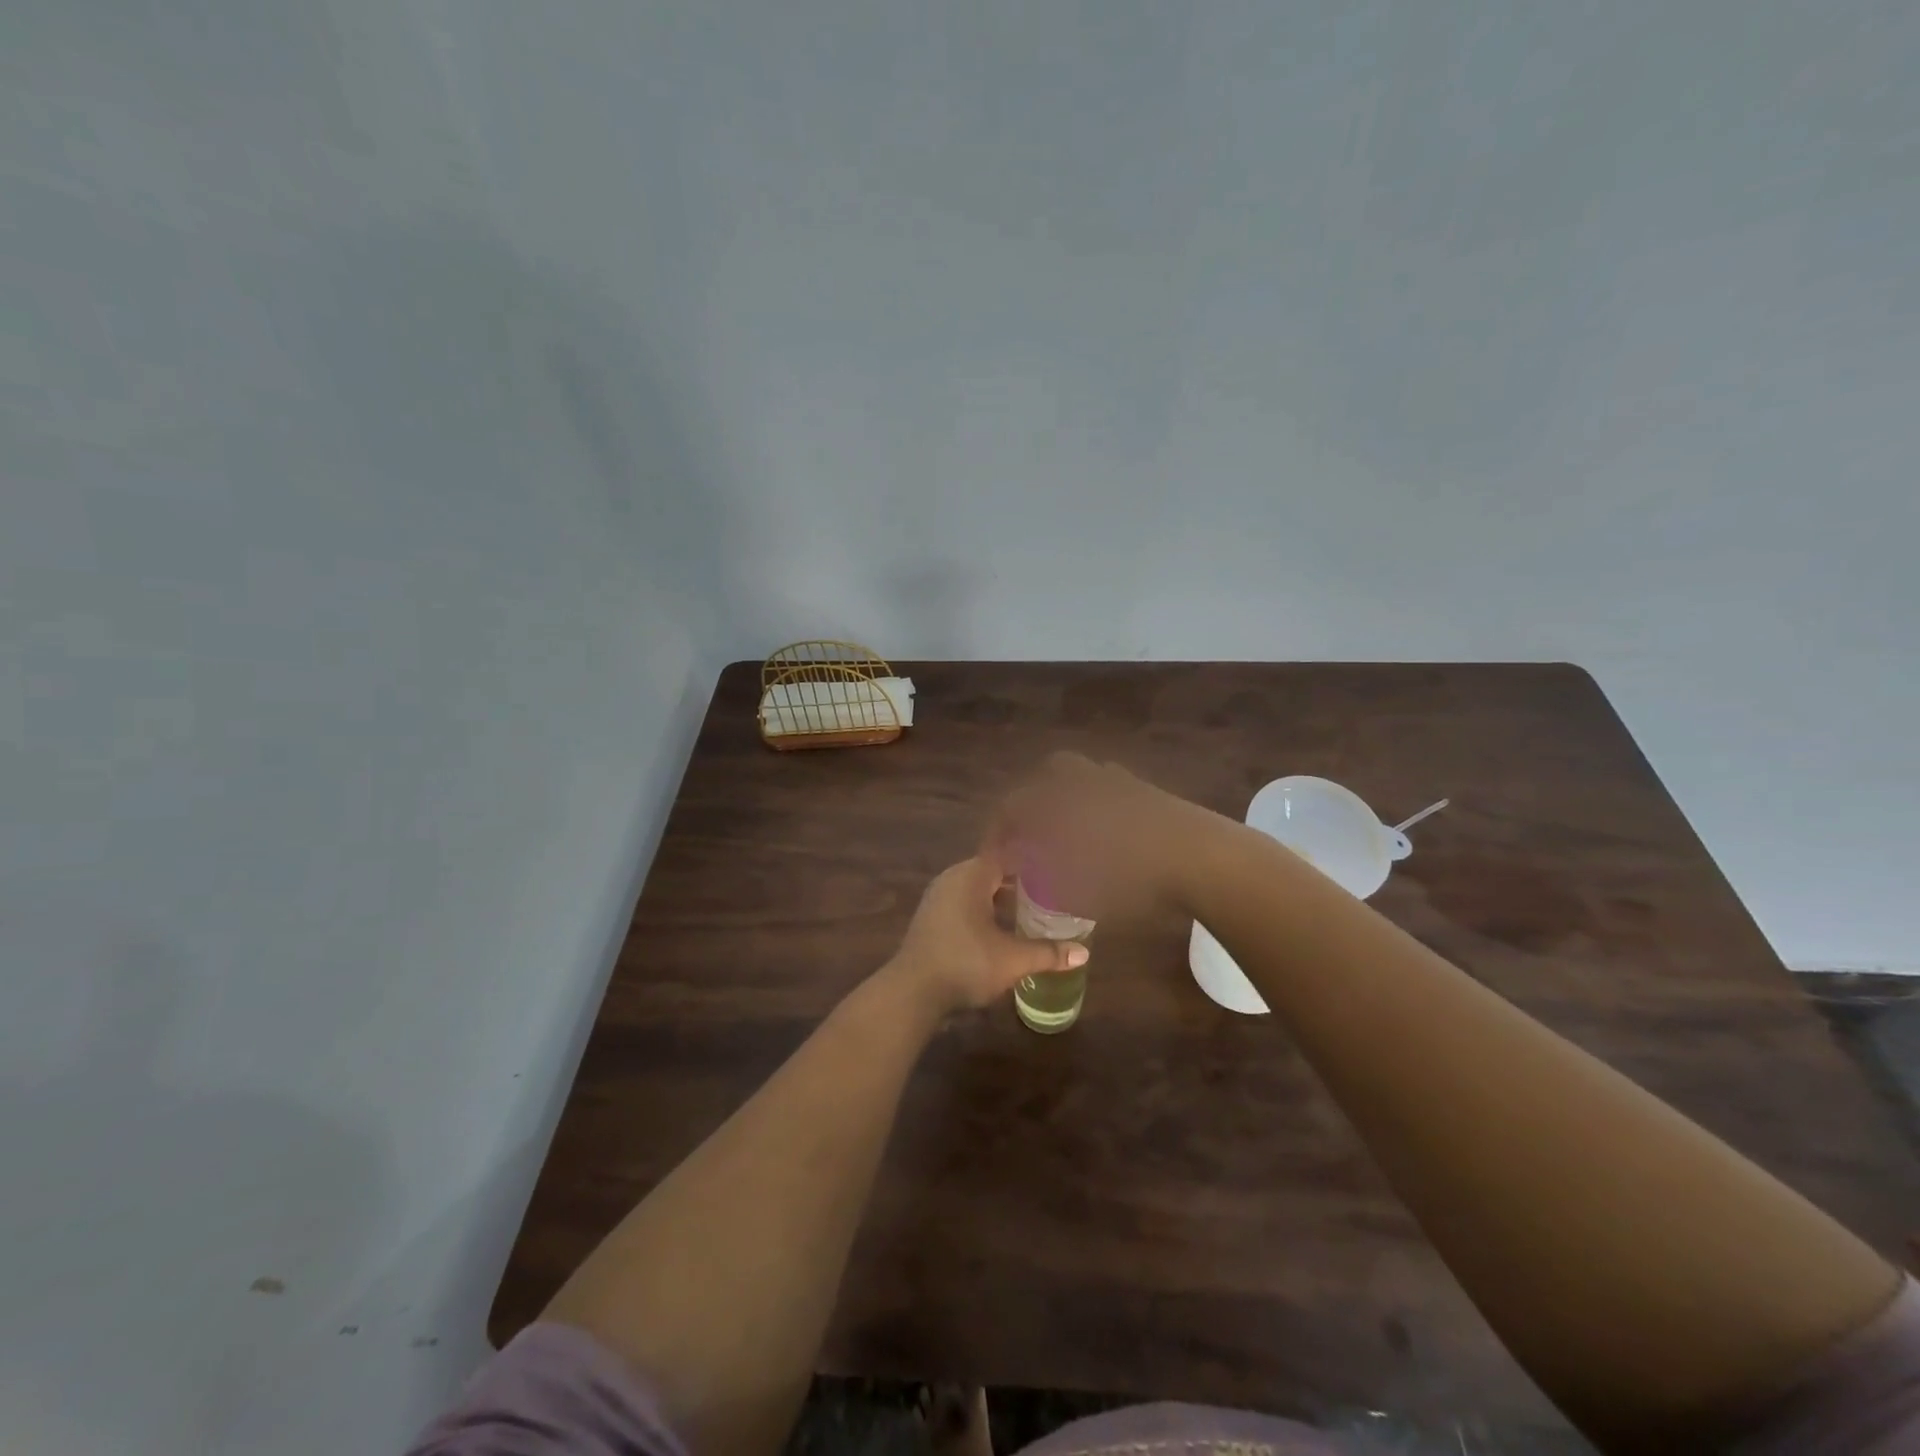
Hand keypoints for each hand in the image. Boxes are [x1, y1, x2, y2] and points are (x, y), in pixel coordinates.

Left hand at [889, 856, 1088, 1015]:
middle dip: (1018, 881)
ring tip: (1028, 911)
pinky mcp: (930, 917)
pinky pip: (963, 903)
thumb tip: (1083, 954)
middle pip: (992, 871)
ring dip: (999, 898)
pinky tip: (999, 929)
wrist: (913, 991)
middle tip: (1048, 892)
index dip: (1030, 861)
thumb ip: (1048, 953)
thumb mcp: (1013, 960)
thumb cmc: (965, 964)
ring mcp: (937, 897)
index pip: (1006, 855)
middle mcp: (952, 878)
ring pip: (976, 888)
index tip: (1053, 869)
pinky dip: (982, 910)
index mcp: (972, 876)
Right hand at [983, 752, 1218, 923]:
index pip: (1013, 807)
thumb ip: (1048, 884)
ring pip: (1083, 774)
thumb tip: (1033, 877)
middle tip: (1035, 832)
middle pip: (1048, 775)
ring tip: (1071, 828)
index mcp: (1059, 803)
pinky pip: (1111, 784)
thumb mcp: (1081, 895)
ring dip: (1069, 794)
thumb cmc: (1132, 880)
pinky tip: (1107, 827)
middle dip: (1035, 799)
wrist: (1202, 859)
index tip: (998, 856)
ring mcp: (1118, 781)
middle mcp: (1083, 783)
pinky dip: (1100, 799)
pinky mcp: (1147, 788)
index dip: (1000, 831)